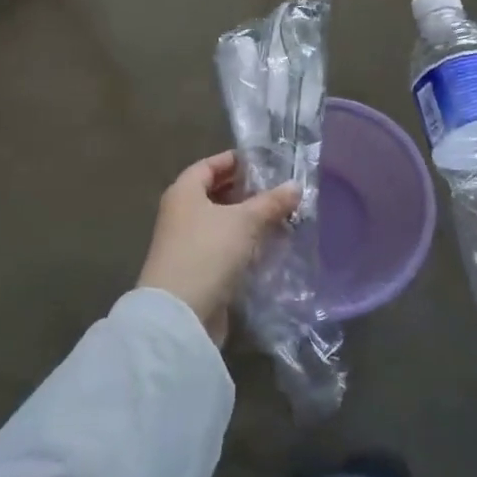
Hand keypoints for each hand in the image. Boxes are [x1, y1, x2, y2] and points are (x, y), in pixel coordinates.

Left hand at [138, 151, 300, 345]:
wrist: (180, 315)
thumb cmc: (208, 252)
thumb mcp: (245, 221)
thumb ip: (271, 202)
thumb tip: (295, 185)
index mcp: (184, 192)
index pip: (208, 165)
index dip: (234, 161)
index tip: (264, 162)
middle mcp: (180, 214)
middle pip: (214, 194)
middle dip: (245, 191)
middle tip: (277, 190)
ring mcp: (187, 244)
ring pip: (221, 223)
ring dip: (247, 220)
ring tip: (280, 217)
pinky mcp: (197, 270)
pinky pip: (223, 248)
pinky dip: (243, 244)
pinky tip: (268, 246)